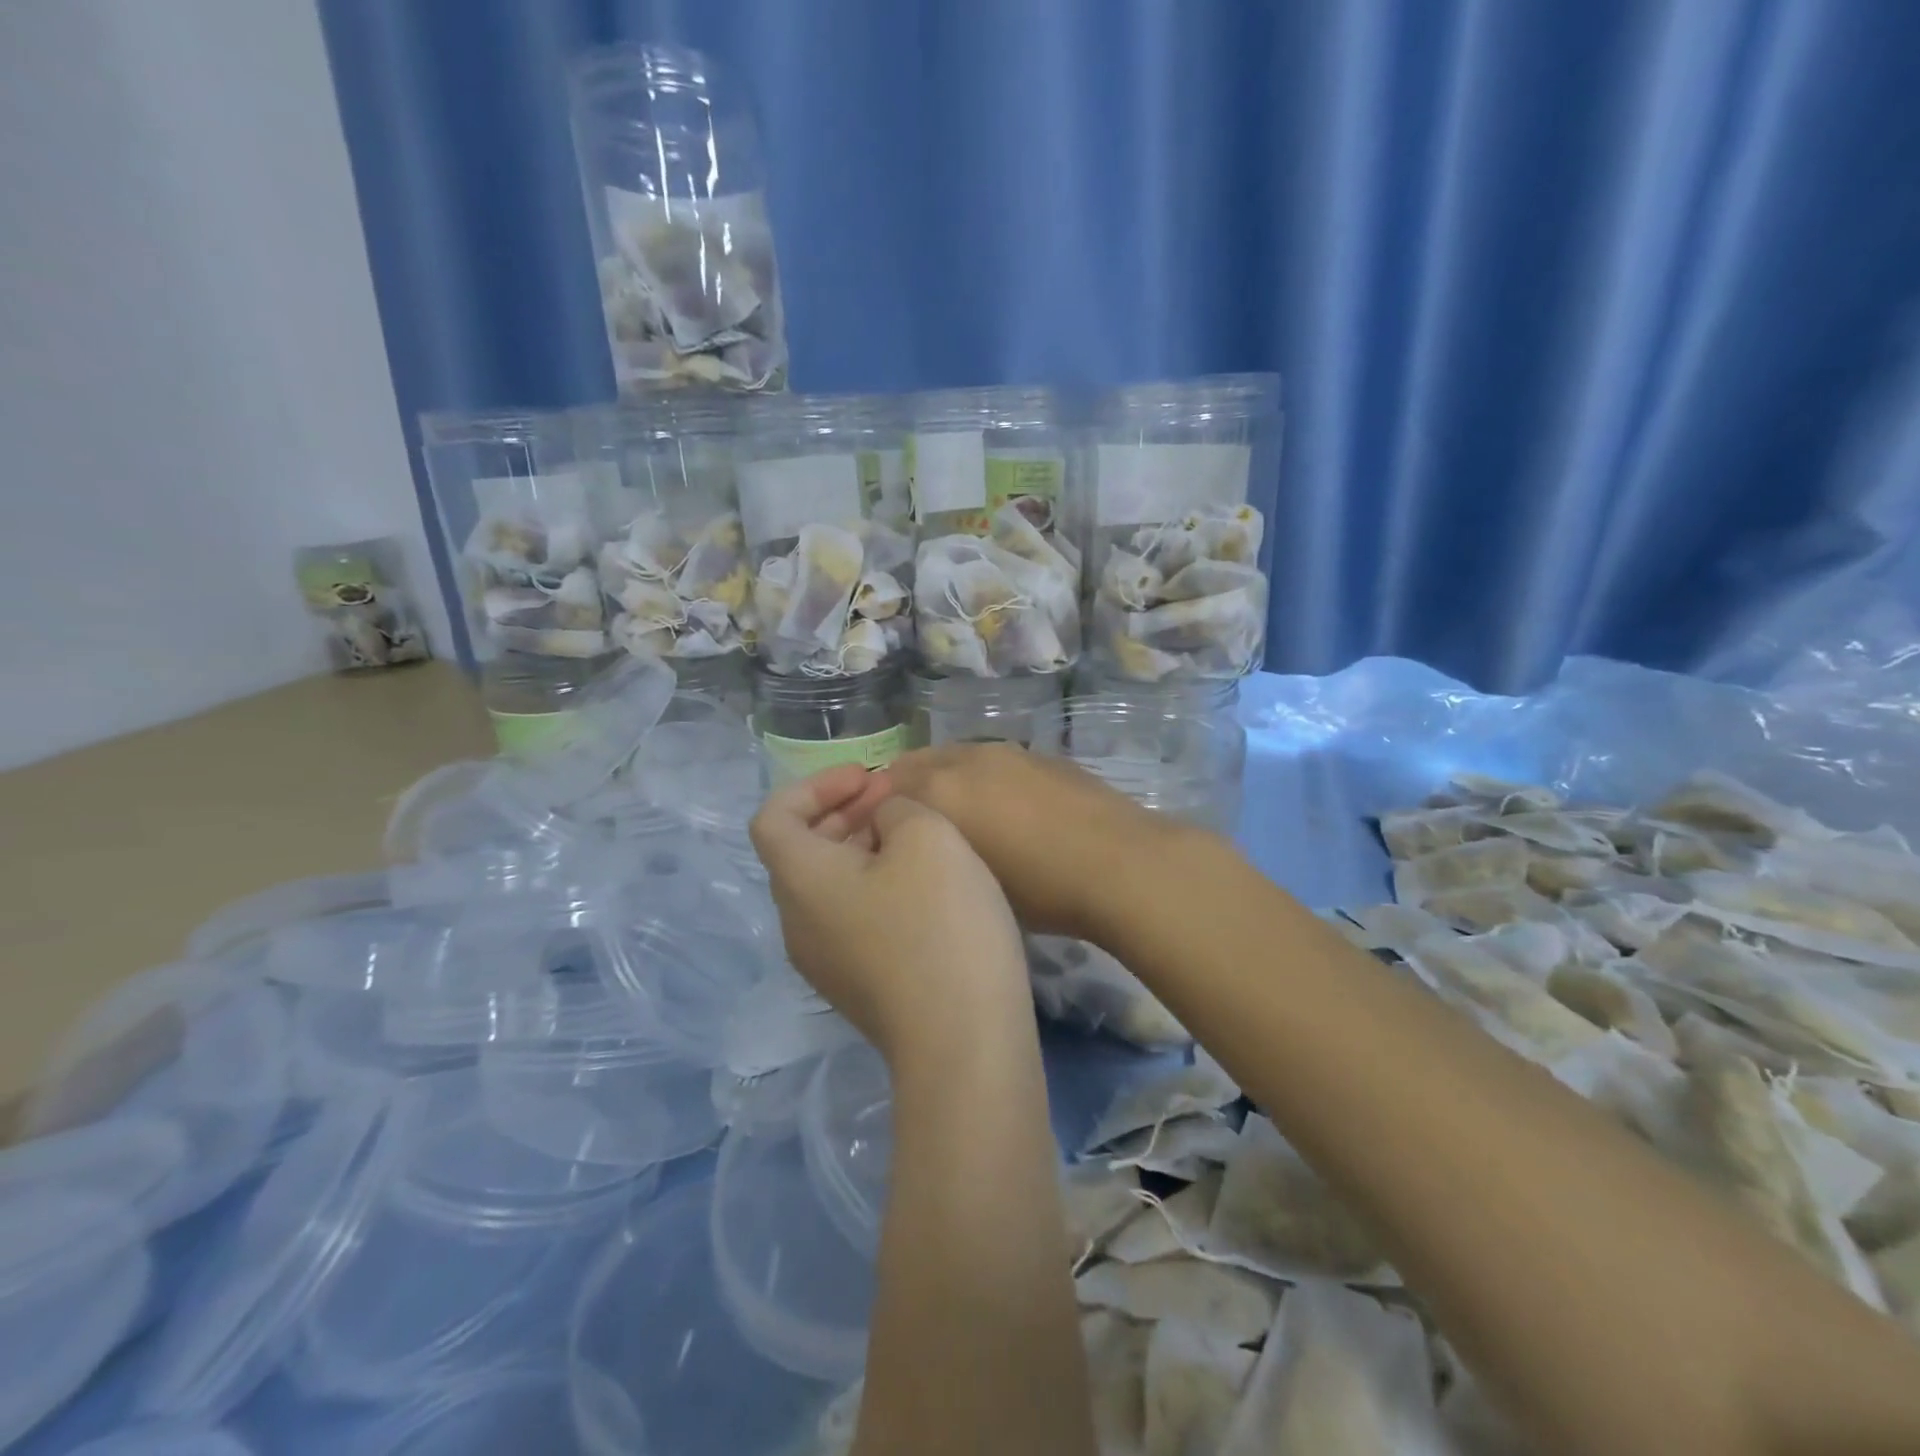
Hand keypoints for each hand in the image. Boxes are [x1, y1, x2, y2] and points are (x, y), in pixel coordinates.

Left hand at [749, 765, 1032, 1064]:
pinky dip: (873, 887)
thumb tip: (883, 824)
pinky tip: (923, 887)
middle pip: (800, 852)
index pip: (774, 816)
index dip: (815, 785)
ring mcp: (825, 962)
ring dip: (861, 850)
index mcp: (800, 880)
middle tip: (893, 798)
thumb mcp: (927, 837)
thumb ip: (895, 810)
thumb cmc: (940, 924)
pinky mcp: (856, 988)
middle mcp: (797, 923)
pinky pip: (850, 919)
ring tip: (912, 836)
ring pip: (827, 887)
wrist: (964, 1041)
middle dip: (843, 813)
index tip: (866, 778)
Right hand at [882, 743, 1194, 939]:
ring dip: (945, 782)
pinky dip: (981, 780)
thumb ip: (933, 853)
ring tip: (960, 820)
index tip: (881, 843)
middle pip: (915, 765)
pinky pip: (992, 762)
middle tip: (915, 831)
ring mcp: (1006, 752)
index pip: (883, 790)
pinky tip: (1004, 811)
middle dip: (905, 792)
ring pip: (955, 759)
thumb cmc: (1040, 888)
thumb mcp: (972, 882)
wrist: (1120, 864)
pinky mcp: (1040, 755)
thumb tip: (920, 844)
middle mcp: (965, 759)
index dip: (874, 815)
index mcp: (939, 789)